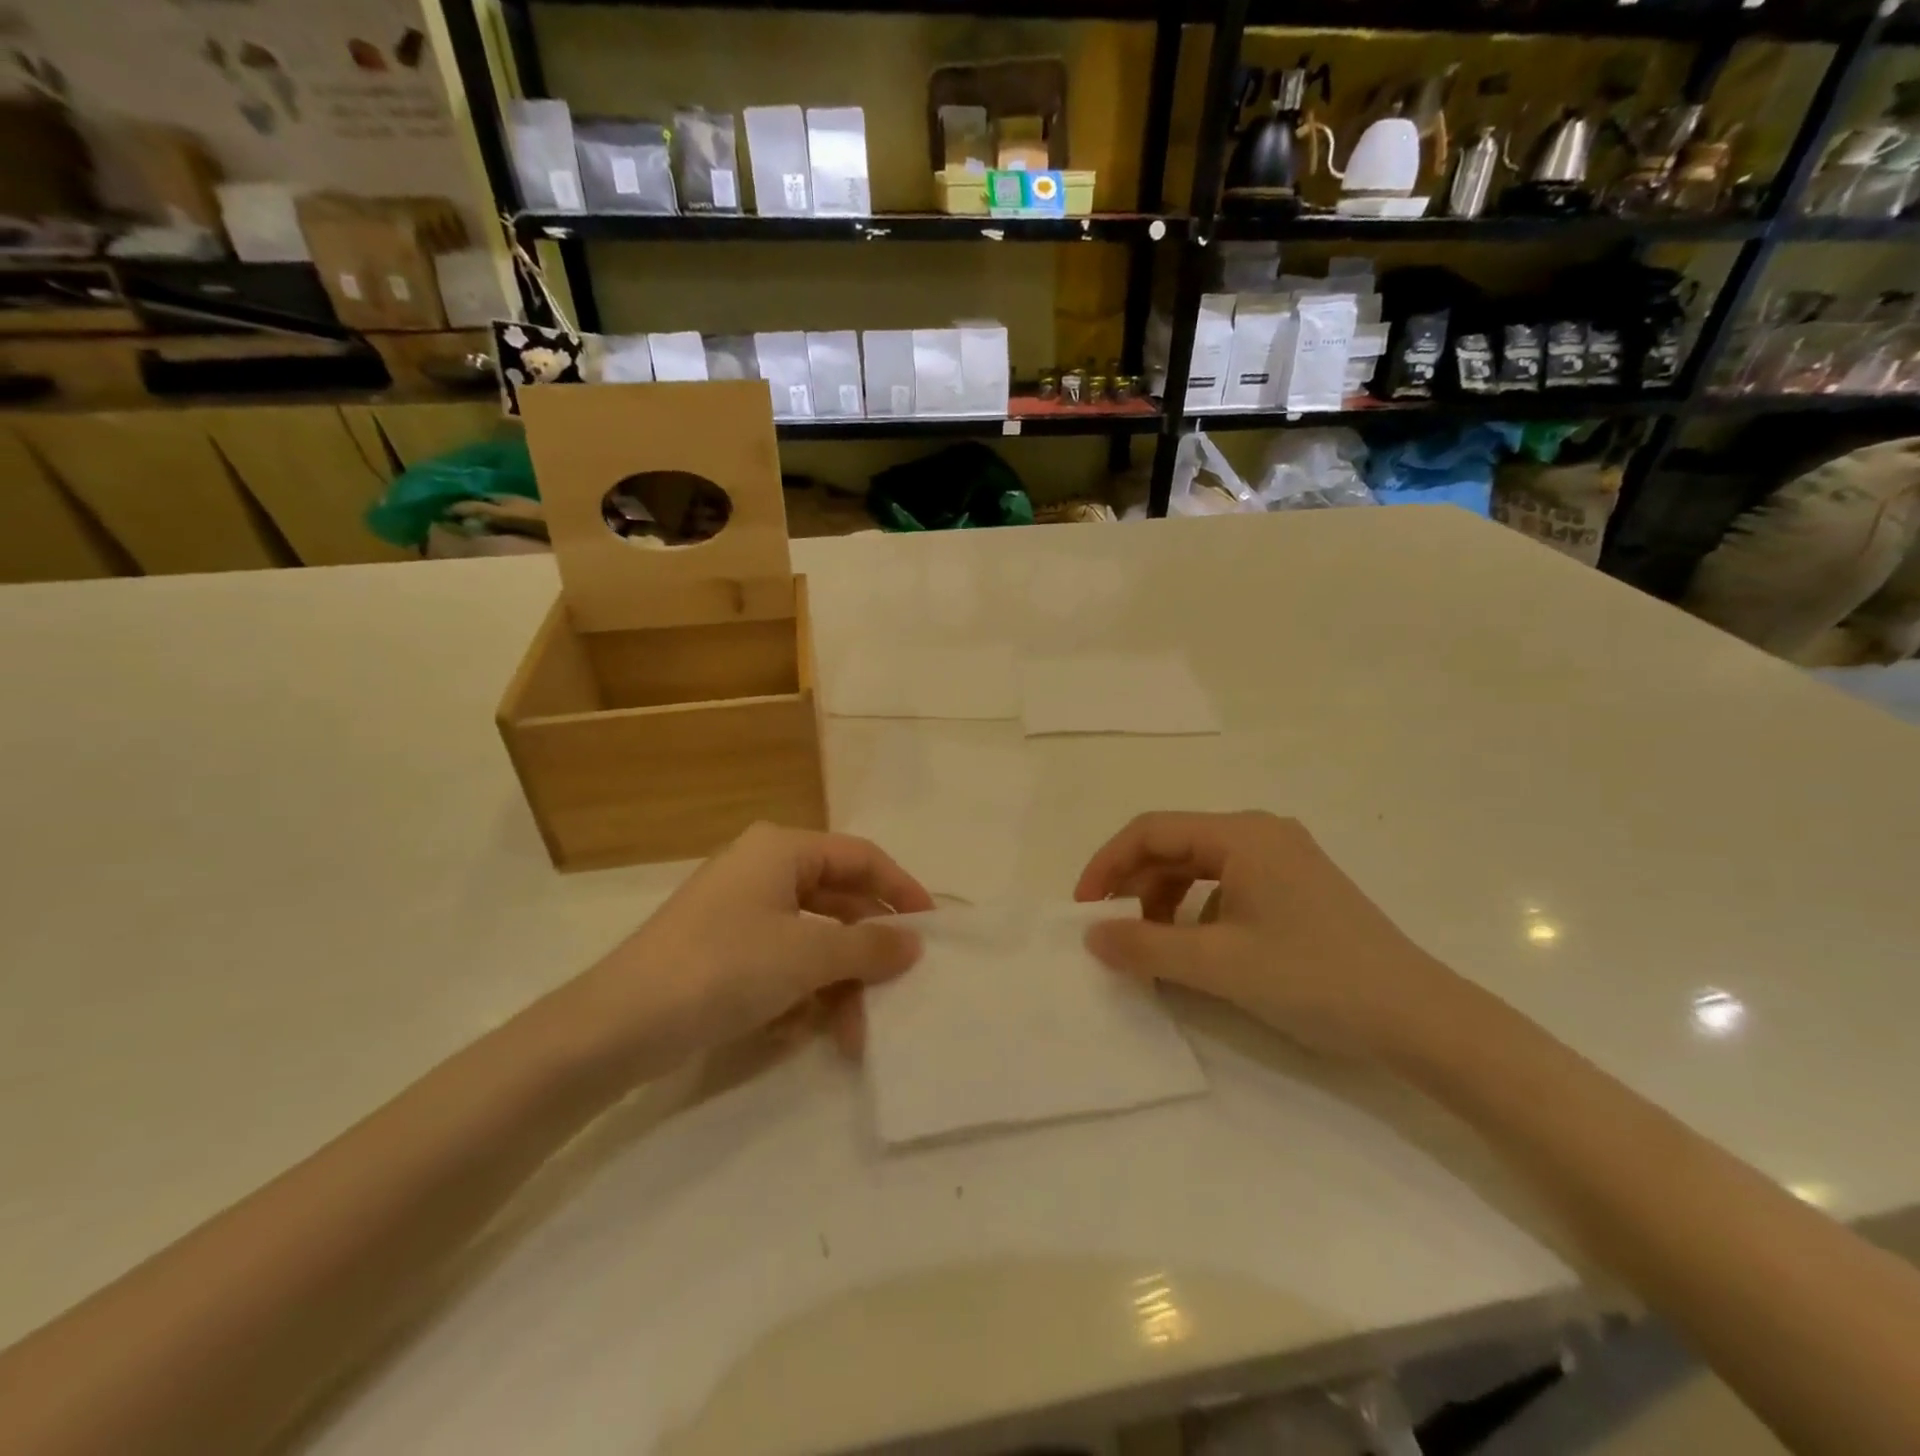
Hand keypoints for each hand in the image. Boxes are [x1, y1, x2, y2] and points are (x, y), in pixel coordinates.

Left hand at [566, 824, 934, 1077]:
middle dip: (865, 952)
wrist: (615, 1026)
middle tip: (895, 990)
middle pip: (839, 901)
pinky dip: (800, 993)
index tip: (932, 929)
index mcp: (782, 849)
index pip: (861, 857)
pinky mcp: (723, 951)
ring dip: (836, 984)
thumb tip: (914, 942)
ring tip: (852, 1034)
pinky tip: (798, 1030)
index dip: (901, 890)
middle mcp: (763, 870)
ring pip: (812, 940)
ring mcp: (740, 911)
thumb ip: (868, 946)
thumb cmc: (723, 968)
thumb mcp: (807, 955)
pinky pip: (781, 962)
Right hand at [1076, 811, 1461, 1059]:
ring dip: (1164, 901)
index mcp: (1241, 834)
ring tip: (1151, 946)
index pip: (1151, 831)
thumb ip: (1146, 948)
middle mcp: (1260, 833)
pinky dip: (1196, 911)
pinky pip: (1226, 885)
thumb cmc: (1314, 979)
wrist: (1419, 1018)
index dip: (1107, 864)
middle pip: (1174, 846)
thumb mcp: (1219, 965)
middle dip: (1135, 886)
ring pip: (1198, 867)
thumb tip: (1092, 937)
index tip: (1083, 908)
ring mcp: (1282, 858)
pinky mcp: (1296, 886)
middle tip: (1113, 932)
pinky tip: (1197, 949)